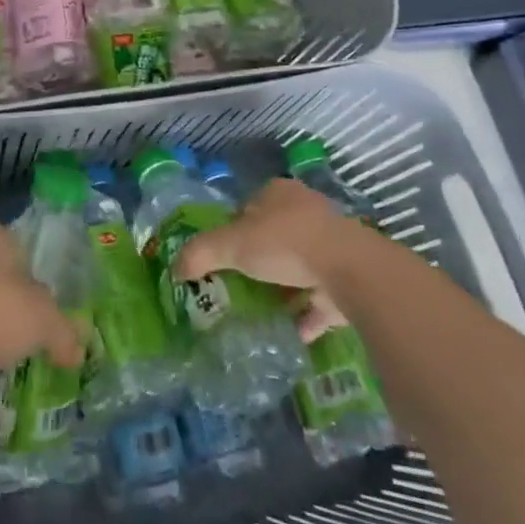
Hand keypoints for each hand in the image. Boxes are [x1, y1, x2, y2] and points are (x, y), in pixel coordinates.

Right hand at [173, 179, 357, 340]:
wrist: (349, 271)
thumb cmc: (285, 243)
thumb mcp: (231, 244)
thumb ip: (201, 253)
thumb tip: (175, 268)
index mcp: (278, 193)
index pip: (247, 207)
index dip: (232, 229)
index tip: (222, 255)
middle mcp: (306, 212)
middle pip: (273, 235)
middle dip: (258, 258)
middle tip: (239, 282)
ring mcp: (331, 245)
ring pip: (299, 265)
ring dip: (284, 285)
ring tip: (261, 307)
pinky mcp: (348, 278)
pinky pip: (320, 298)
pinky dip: (306, 313)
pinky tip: (290, 331)